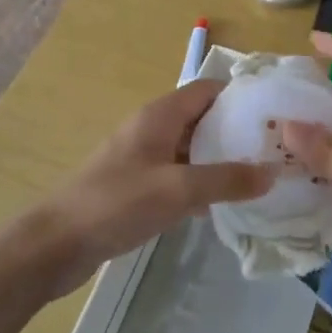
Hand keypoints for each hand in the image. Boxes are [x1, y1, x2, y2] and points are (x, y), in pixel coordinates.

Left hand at [25, 80, 273, 298]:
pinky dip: (201, 184)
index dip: (241, 97)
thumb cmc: (117, 203)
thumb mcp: (178, 189)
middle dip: (237, 132)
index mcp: (161, 115)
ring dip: (221, 161)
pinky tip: (224, 206)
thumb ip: (226, 179)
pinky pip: (178, 176)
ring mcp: (143, 158)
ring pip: (192, 150)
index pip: (209, 89)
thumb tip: (273, 171)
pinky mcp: (137, 186)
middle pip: (203, 118)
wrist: (56, 243)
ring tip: (260, 179)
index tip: (275, 116)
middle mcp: (153, 128)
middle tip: (275, 153)